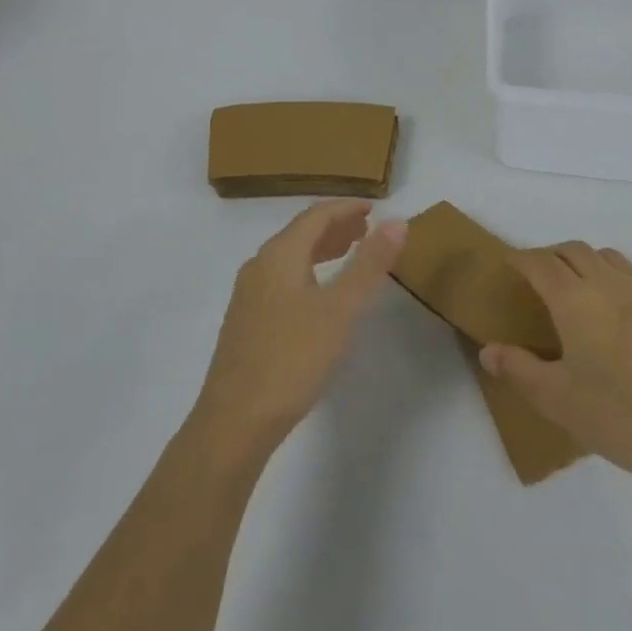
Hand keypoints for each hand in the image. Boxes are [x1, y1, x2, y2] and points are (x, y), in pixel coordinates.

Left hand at [190, 201, 407, 463]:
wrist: (234, 422)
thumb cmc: (292, 359)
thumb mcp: (341, 310)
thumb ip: (369, 264)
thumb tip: (397, 221)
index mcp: (279, 255)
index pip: (316, 215)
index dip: (346, 208)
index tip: (375, 209)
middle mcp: (259, 266)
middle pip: (301, 233)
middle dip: (335, 227)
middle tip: (368, 230)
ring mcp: (248, 295)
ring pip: (290, 258)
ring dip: (321, 249)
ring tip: (350, 253)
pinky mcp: (246, 322)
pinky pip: (282, 279)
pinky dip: (308, 272)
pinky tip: (320, 295)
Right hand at [480, 243, 631, 492]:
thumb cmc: (624, 418)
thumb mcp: (560, 402)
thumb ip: (520, 370)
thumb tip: (487, 349)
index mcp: (575, 301)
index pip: (540, 263)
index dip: (521, 258)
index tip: (509, 263)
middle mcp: (609, 284)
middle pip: (574, 250)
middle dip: (551, 254)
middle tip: (538, 276)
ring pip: (609, 256)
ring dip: (586, 260)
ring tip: (578, 285)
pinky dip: (619, 275)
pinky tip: (623, 303)